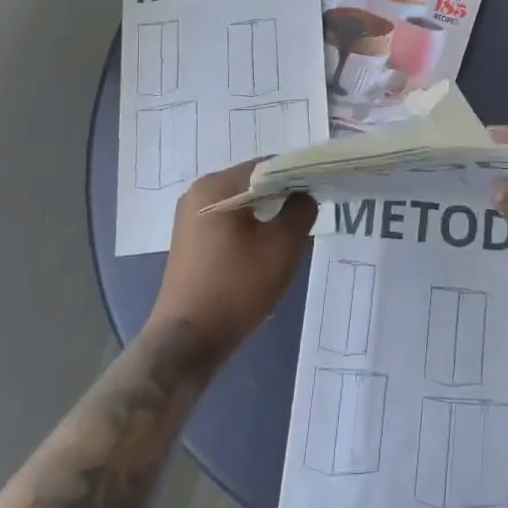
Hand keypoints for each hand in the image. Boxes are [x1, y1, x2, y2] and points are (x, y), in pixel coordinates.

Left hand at [147, 161, 316, 360]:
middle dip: (282, 195)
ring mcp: (190, 217)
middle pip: (252, 182)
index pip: (267, 165)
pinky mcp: (190, 240)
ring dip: (266, 213)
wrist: (187, 342)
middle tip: (308, 213)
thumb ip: (300, 211)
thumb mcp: (281, 247)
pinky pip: (228, 220)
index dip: (297, 175)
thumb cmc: (236, 288)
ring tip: (291, 232)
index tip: (319, 191)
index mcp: (216, 186)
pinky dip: (249, 227)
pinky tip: (264, 248)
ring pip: (241, 202)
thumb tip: (304, 195)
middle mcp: (198, 192)